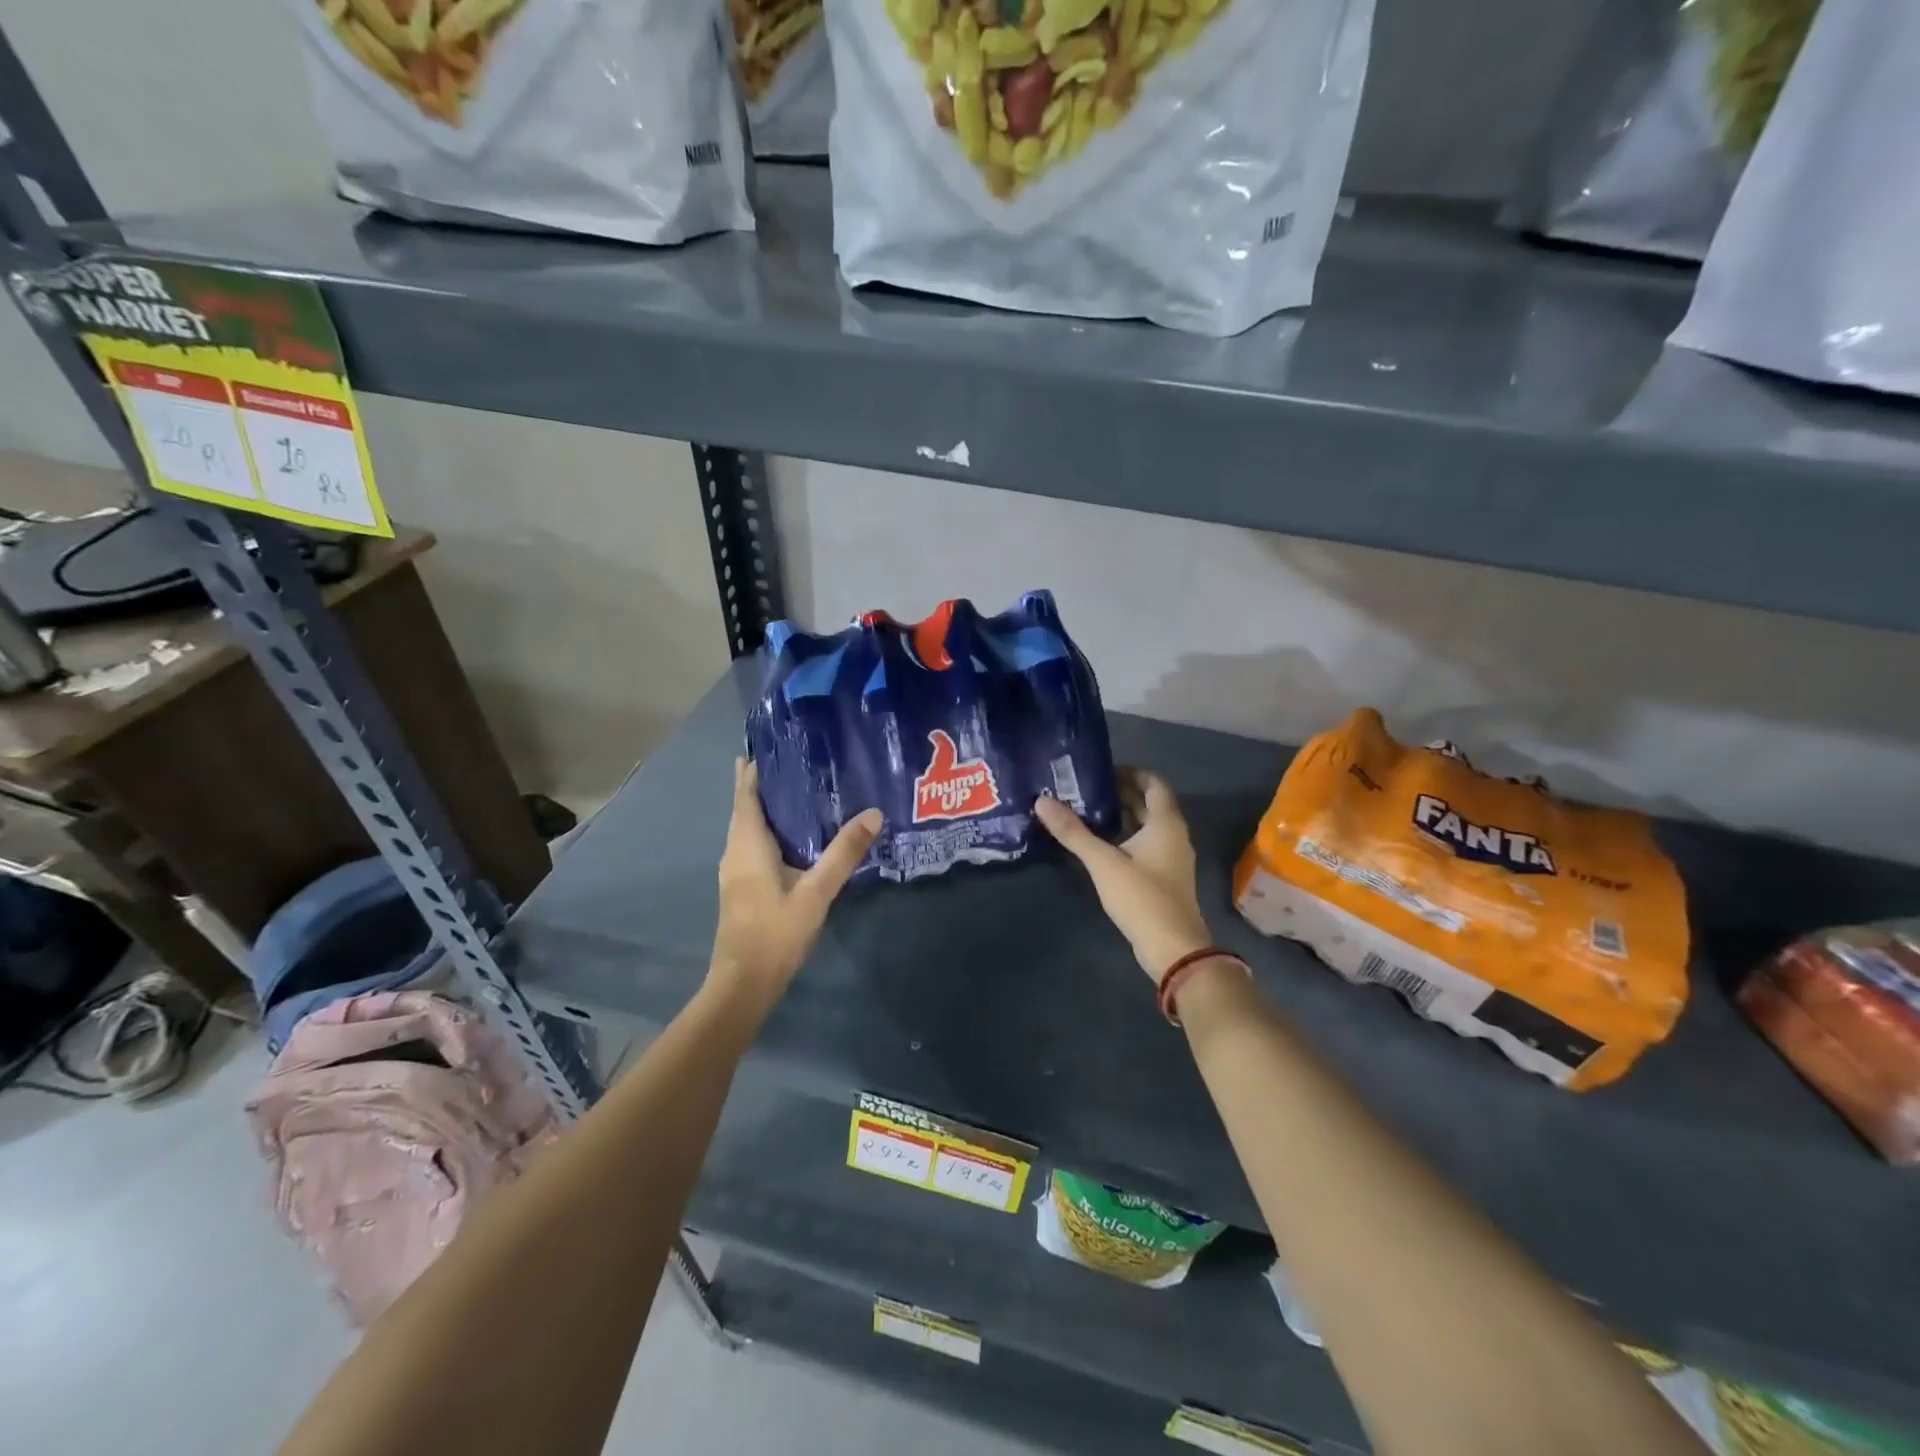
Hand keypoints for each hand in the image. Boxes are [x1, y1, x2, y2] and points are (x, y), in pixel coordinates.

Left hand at [711, 758, 881, 1006]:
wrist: (744, 983)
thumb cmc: (776, 932)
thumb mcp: (817, 891)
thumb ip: (844, 853)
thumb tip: (873, 812)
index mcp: (747, 846)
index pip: (745, 797)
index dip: (750, 772)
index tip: (761, 747)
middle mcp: (735, 853)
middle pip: (743, 810)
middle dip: (757, 786)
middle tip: (786, 763)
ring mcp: (735, 873)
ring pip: (746, 830)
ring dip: (761, 809)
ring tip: (790, 793)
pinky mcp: (740, 889)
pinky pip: (750, 847)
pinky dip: (765, 831)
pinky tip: (789, 838)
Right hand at [1034, 769, 1212, 980]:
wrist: (1173, 948)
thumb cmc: (1142, 897)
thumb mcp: (1103, 862)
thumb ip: (1073, 832)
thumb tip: (1042, 801)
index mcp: (1166, 823)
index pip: (1154, 783)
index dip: (1131, 772)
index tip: (1101, 771)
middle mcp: (1174, 835)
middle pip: (1150, 803)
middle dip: (1121, 793)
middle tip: (1086, 789)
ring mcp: (1172, 858)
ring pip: (1148, 825)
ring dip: (1123, 815)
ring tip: (1088, 811)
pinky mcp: (1165, 877)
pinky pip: (1146, 844)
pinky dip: (1126, 836)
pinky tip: (1101, 844)